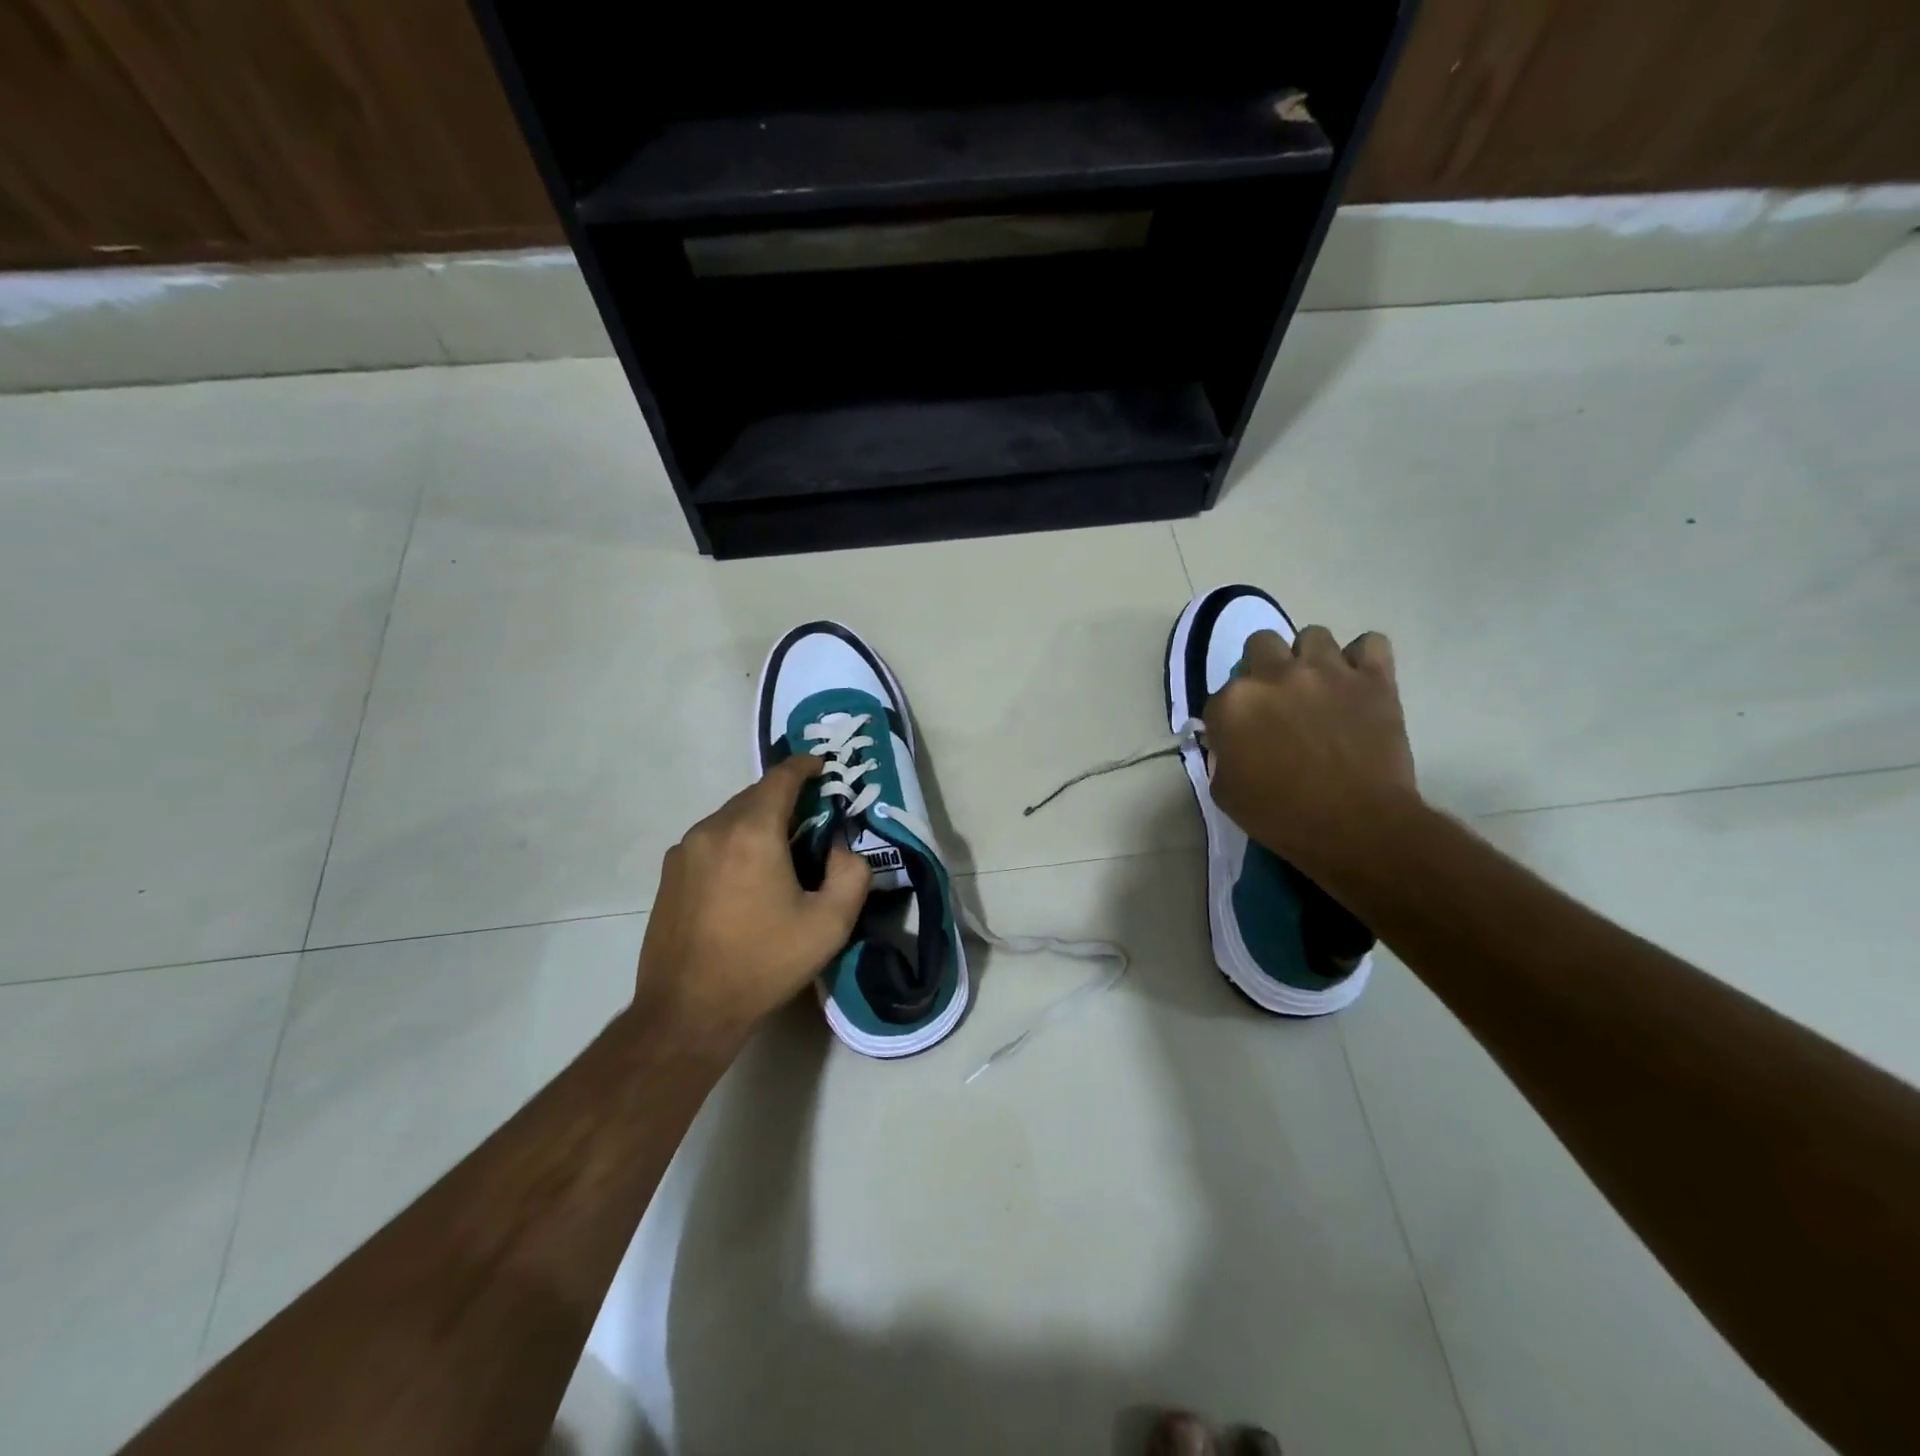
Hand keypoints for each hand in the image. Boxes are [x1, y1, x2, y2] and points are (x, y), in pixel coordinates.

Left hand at [631, 755, 870, 1049]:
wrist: (688, 1010)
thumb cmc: (764, 963)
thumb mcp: (830, 924)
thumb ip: (851, 873)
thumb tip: (840, 848)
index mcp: (752, 832)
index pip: (781, 778)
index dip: (805, 766)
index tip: (822, 766)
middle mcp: (712, 829)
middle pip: (754, 795)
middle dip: (785, 798)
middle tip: (812, 818)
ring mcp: (684, 851)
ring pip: (730, 818)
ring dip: (758, 822)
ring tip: (781, 852)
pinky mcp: (669, 874)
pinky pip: (711, 841)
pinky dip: (735, 842)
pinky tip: (747, 878)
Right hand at [1202, 625, 1421, 879]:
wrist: (1356, 826)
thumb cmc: (1281, 816)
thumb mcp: (1225, 792)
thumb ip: (1221, 755)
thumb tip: (1230, 742)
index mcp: (1234, 703)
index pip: (1220, 695)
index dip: (1231, 716)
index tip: (1243, 736)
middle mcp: (1275, 675)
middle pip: (1261, 644)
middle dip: (1264, 667)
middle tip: (1277, 699)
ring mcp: (1327, 671)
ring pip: (1313, 636)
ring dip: (1310, 658)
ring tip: (1319, 686)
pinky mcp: (1374, 679)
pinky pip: (1371, 644)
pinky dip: (1364, 658)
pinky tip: (1359, 680)